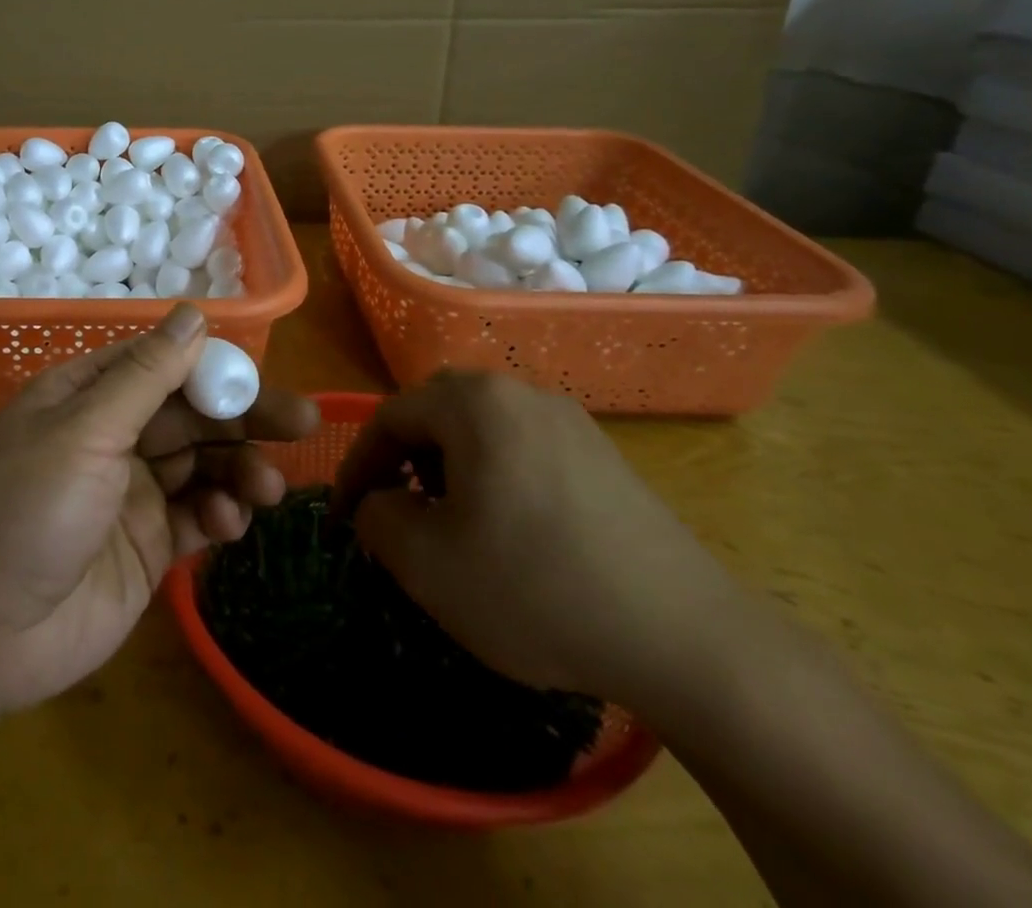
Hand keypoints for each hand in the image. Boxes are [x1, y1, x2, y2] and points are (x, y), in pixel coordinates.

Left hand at [0, 306, 319, 713]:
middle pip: (191, 414)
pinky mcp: (148, 545)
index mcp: (87, 395)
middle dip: (243, 418)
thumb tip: (194, 314)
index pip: (161, 365)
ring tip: (268, 490)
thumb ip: (146, 376)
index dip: (211, 368)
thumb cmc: (27, 508)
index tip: (258, 380)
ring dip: (239, 470)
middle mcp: (112, 435)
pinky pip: (197, 517)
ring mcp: (132, 492)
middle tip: (302, 423)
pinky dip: (219, 516)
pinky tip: (229, 526)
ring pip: (202, 465)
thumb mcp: (86, 430)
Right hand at [332, 371, 743, 705]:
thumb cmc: (534, 588)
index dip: (357, 465)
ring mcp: (570, 421)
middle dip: (403, 457)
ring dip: (449, 465)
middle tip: (396, 508)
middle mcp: (520, 393)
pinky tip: (511, 530)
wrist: (687, 639)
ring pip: (482, 427)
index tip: (345, 515)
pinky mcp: (604, 455)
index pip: (389, 417)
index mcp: (473, 403)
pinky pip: (525, 447)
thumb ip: (376, 517)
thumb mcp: (425, 562)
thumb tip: (380, 502)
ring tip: (451, 521)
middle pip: (436, 410)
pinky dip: (496, 475)